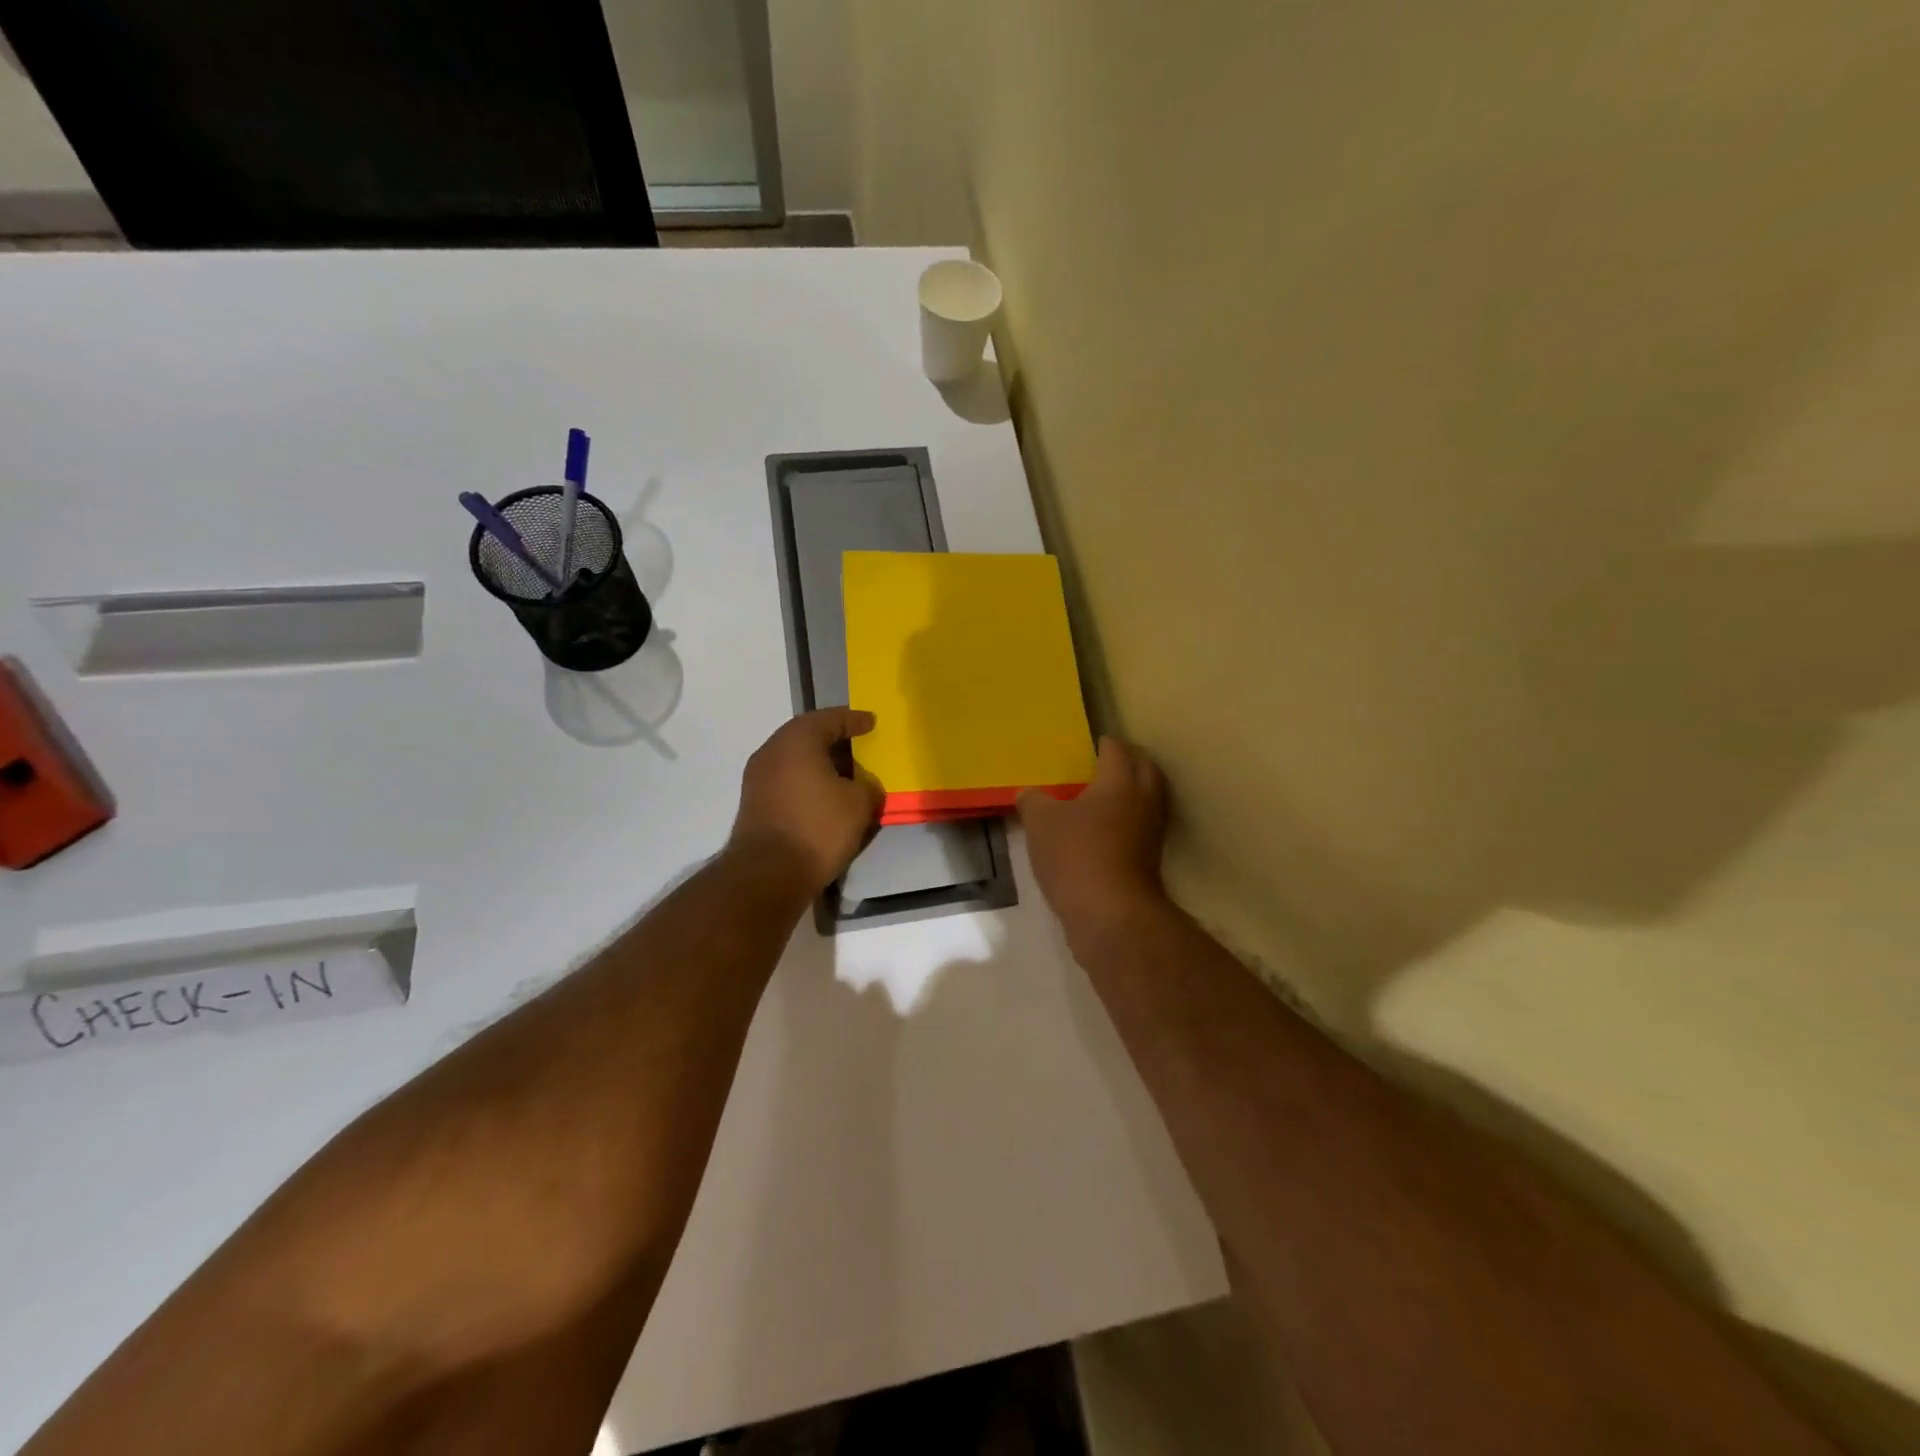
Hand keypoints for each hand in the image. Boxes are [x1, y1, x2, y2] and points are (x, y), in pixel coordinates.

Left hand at [730, 708, 881, 895]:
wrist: (768, 874)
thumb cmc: (818, 827)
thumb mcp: (860, 803)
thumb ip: (868, 786)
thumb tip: (863, 786)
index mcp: (797, 740)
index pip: (830, 718)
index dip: (854, 720)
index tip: (872, 722)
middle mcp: (772, 751)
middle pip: (808, 736)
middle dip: (835, 740)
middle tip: (859, 746)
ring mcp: (758, 778)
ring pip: (795, 760)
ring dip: (820, 764)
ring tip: (846, 775)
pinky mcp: (754, 804)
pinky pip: (787, 781)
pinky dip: (808, 783)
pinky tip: (826, 797)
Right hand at [1018, 737, 1171, 943]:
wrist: (1109, 914)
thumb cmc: (1076, 855)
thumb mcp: (1040, 823)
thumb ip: (1033, 801)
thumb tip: (1028, 793)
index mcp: (1120, 782)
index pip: (1117, 750)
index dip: (1104, 744)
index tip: (1093, 743)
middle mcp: (1143, 801)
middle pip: (1145, 769)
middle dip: (1129, 762)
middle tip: (1106, 763)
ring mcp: (1151, 833)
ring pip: (1148, 800)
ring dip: (1132, 793)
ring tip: (1103, 796)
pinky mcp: (1149, 862)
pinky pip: (1140, 829)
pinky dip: (1127, 823)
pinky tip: (1102, 832)